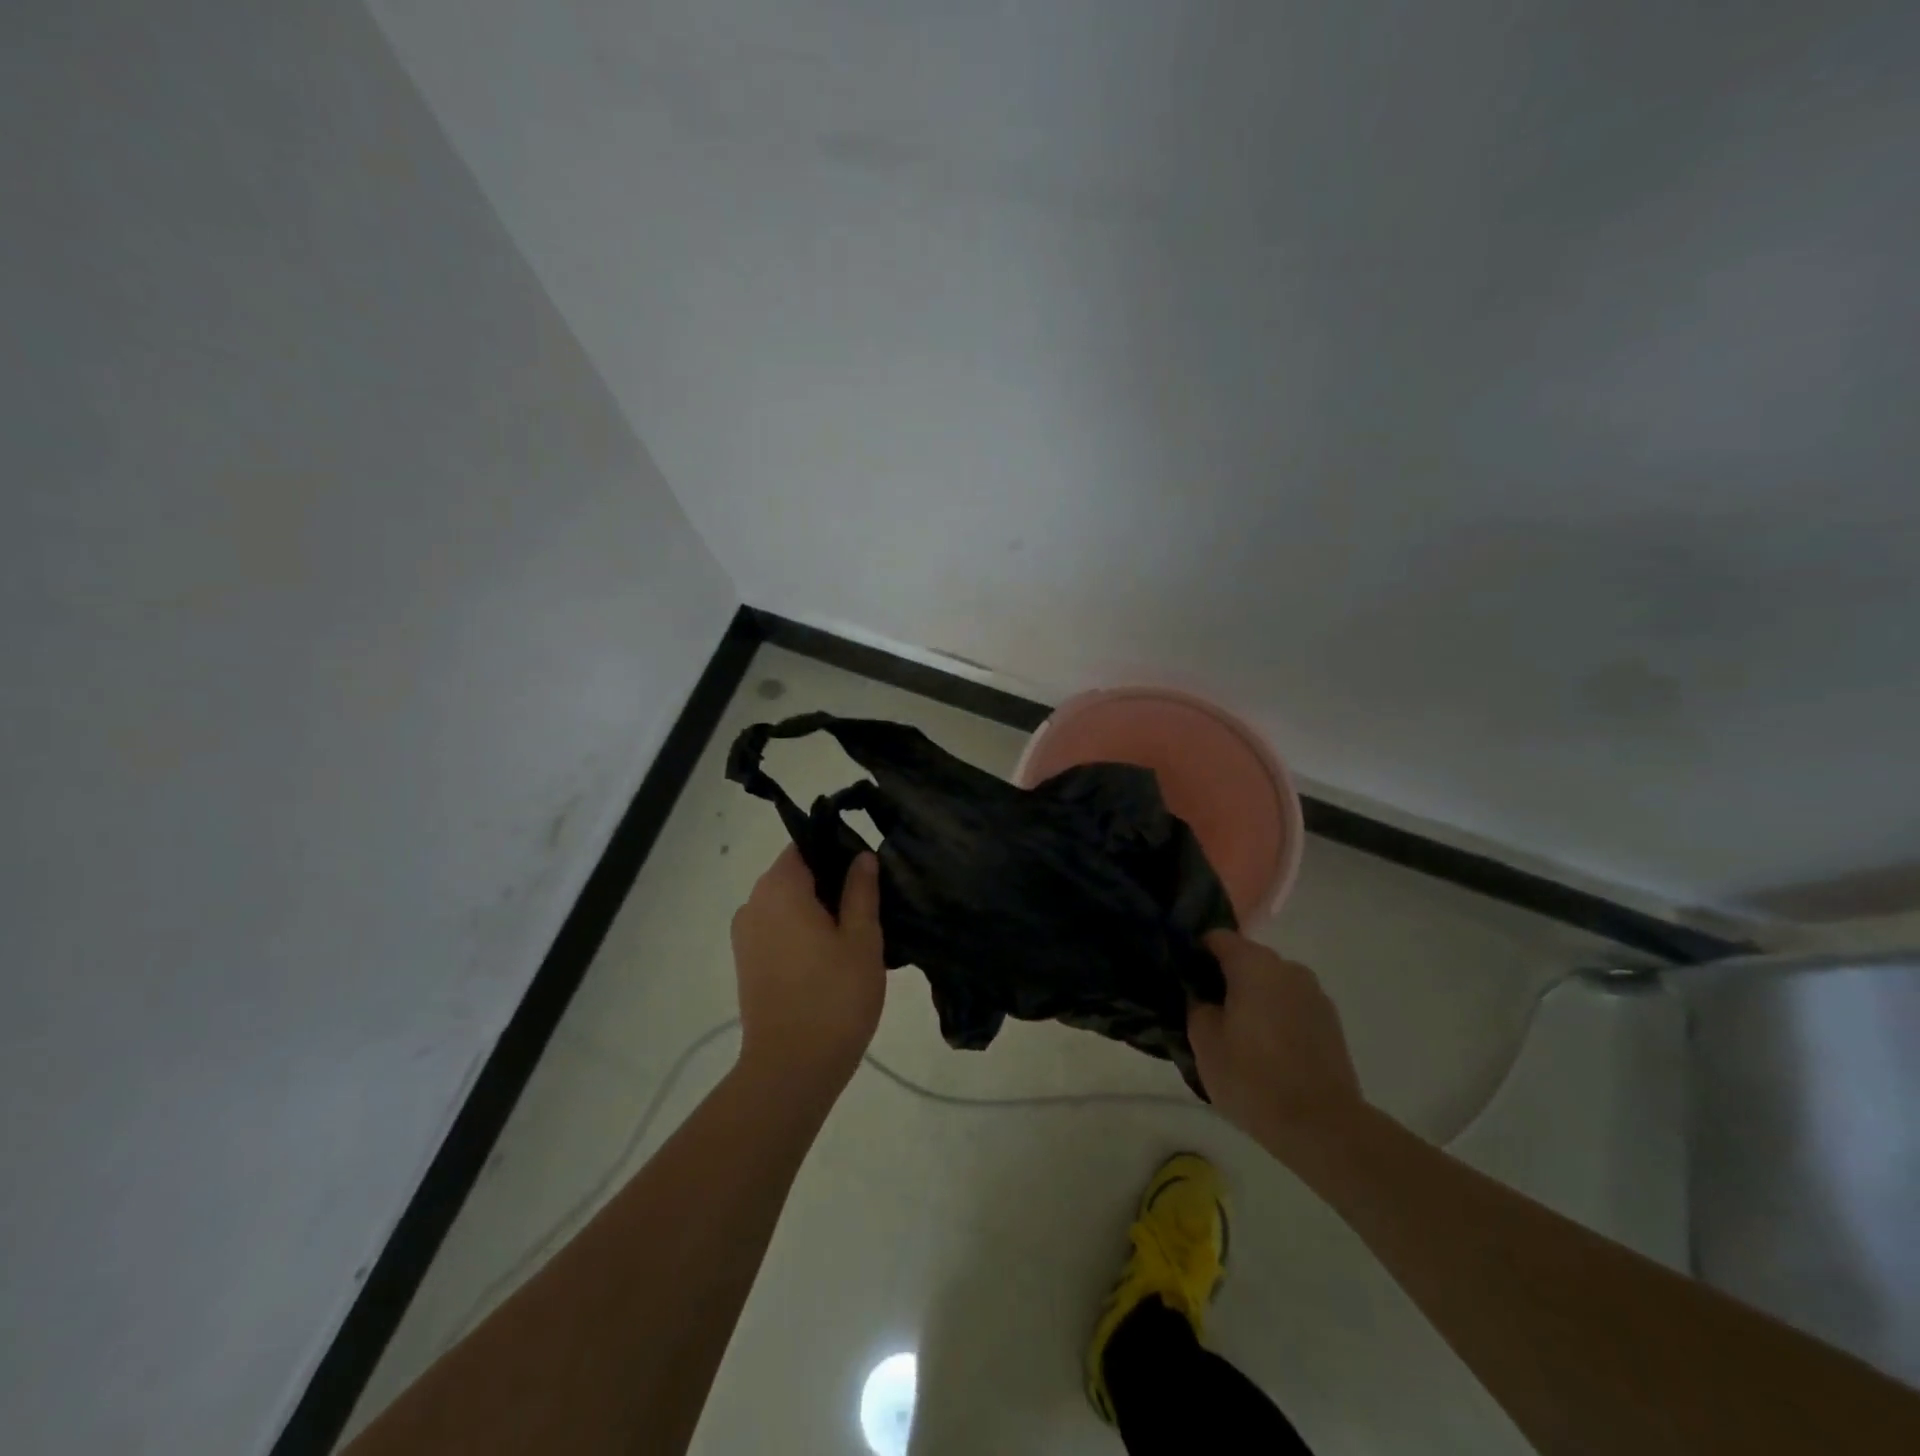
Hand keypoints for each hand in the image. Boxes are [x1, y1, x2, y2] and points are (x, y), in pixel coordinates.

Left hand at [730, 847, 886, 1093]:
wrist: (791, 1069)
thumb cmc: (834, 996)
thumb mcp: (862, 938)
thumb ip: (861, 891)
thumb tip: (861, 857)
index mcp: (780, 888)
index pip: (805, 846)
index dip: (837, 850)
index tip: (866, 870)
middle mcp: (754, 903)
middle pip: (794, 874)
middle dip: (830, 882)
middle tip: (870, 903)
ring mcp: (746, 935)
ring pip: (786, 904)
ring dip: (817, 910)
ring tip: (856, 933)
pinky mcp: (747, 963)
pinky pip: (777, 930)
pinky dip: (801, 932)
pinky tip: (832, 957)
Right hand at [1188, 931, 1363, 1164]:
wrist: (1322, 1127)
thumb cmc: (1252, 1077)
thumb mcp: (1204, 1041)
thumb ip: (1197, 1005)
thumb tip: (1202, 995)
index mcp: (1254, 964)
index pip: (1217, 938)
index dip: (1196, 953)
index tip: (1184, 978)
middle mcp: (1288, 968)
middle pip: (1247, 959)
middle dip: (1226, 978)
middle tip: (1207, 1011)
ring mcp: (1314, 994)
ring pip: (1272, 984)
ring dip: (1254, 998)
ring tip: (1239, 1035)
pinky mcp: (1331, 1022)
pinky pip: (1292, 1006)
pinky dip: (1276, 1017)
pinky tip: (1268, 1050)